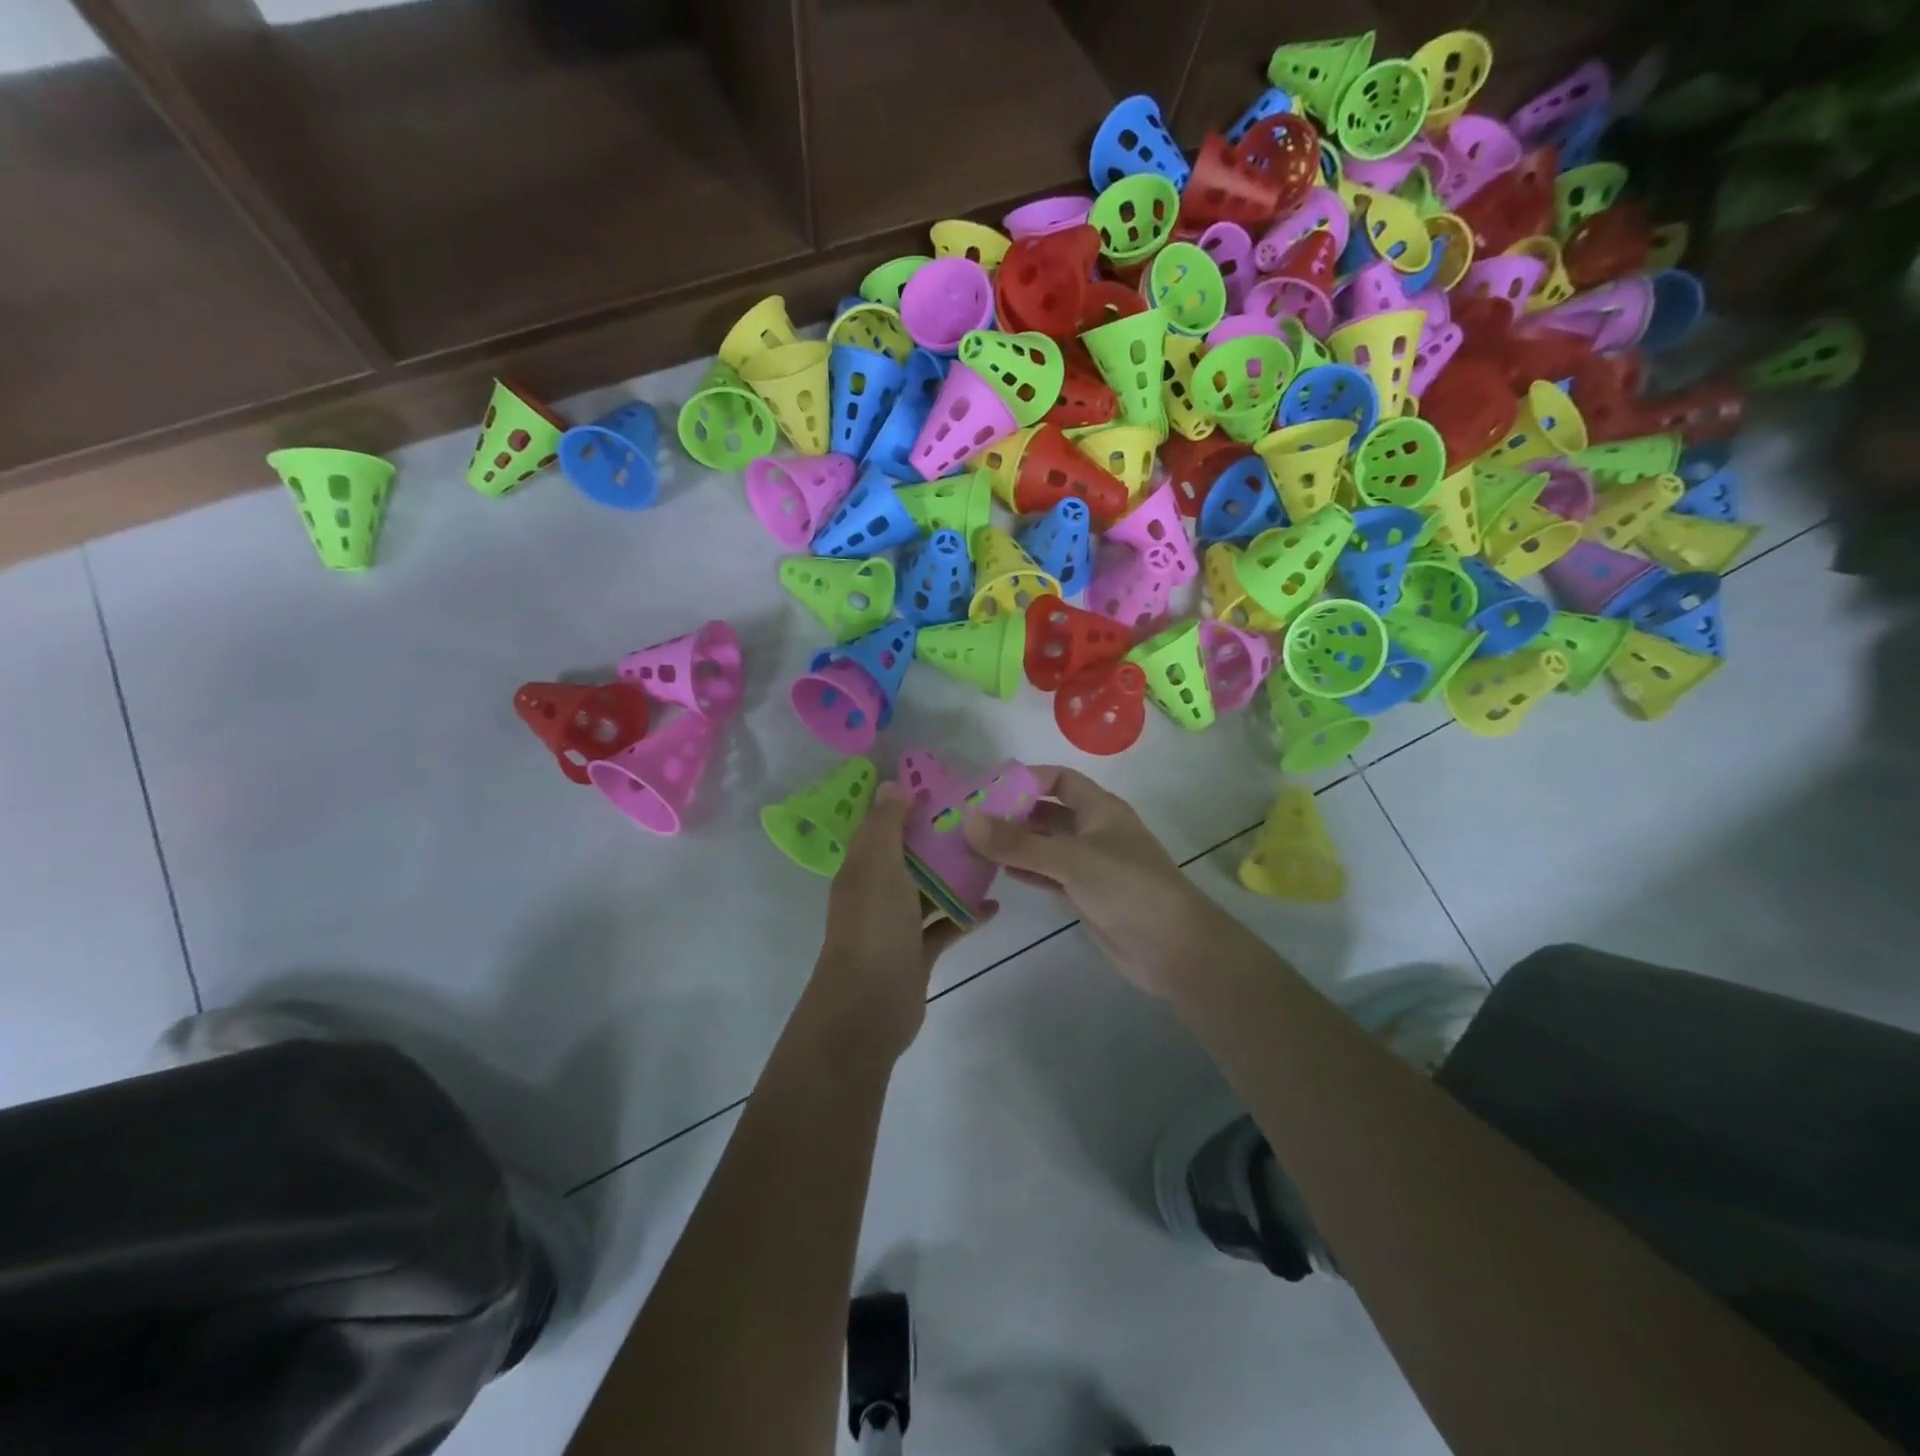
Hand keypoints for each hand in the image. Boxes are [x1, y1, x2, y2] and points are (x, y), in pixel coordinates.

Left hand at [812, 781, 992, 1059]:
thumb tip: (890, 785)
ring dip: (955, 877)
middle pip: (909, 858)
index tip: (942, 788)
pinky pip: (945, 926)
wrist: (868, 1006)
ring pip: (928, 891)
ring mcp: (897, 925)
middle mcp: (876, 892)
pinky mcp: (917, 953)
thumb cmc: (874, 926)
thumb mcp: (878, 865)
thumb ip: (886, 825)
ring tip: (992, 857)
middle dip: (937, 840)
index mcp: (862, 868)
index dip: (905, 807)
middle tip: (978, 820)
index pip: (881, 828)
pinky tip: (995, 906)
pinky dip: (966, 916)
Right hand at [963, 766, 1232, 996]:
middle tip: (969, 819)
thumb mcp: (1072, 859)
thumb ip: (1020, 843)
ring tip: (973, 845)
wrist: (1173, 949)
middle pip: (1047, 812)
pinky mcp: (1084, 895)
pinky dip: (1025, 870)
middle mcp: (1093, 831)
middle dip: (1013, 813)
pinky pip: (1047, 874)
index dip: (1027, 778)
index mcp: (1100, 809)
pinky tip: (997, 871)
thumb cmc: (1128, 888)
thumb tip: (968, 821)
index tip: (988, 788)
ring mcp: (1089, 865)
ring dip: (1014, 844)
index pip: (1060, 779)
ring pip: (1045, 845)